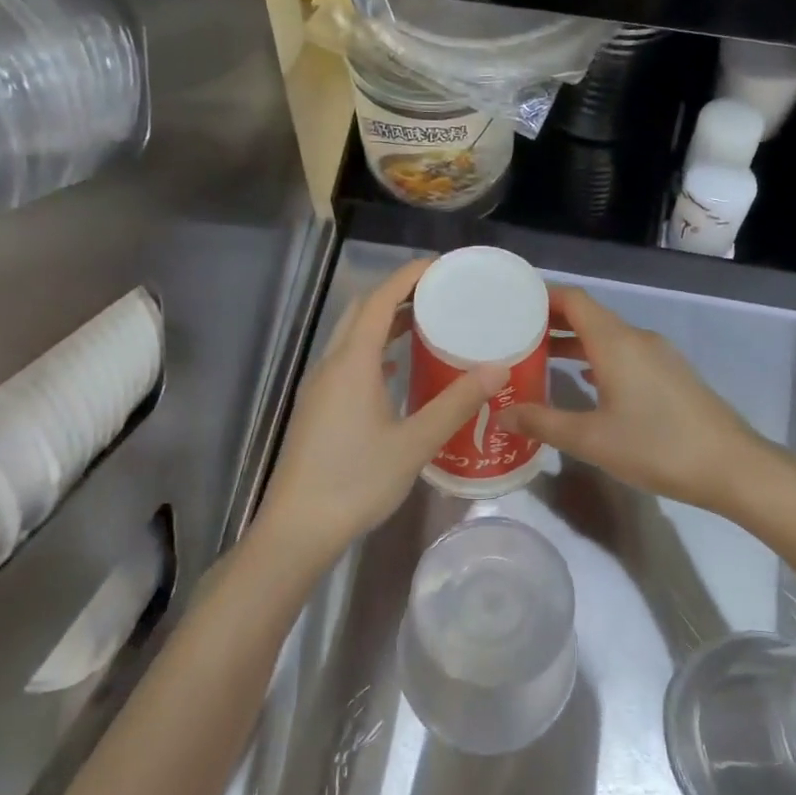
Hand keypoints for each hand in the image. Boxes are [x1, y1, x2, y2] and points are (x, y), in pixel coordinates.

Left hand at [253, 258, 505, 573]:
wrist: (298, 528)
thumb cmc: (356, 481)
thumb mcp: (414, 443)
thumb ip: (456, 403)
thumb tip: (497, 368)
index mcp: (352, 363)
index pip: (381, 300)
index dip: (408, 276)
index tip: (442, 266)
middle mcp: (331, 365)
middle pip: (363, 311)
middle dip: (399, 294)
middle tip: (441, 293)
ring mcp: (320, 387)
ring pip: (352, 337)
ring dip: (385, 322)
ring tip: (427, 323)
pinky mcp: (317, 408)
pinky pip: (348, 361)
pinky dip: (375, 351)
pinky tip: (397, 369)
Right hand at [499, 287, 773, 514]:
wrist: (731, 466)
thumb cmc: (656, 447)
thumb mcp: (591, 440)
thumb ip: (543, 423)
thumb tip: (501, 414)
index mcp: (616, 342)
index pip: (573, 299)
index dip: (541, 295)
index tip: (509, 302)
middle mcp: (637, 338)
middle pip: (589, 315)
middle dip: (551, 320)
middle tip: (513, 334)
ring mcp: (658, 355)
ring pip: (607, 336)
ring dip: (574, 341)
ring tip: (539, 357)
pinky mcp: (670, 374)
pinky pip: (624, 353)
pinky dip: (597, 357)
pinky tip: (583, 379)